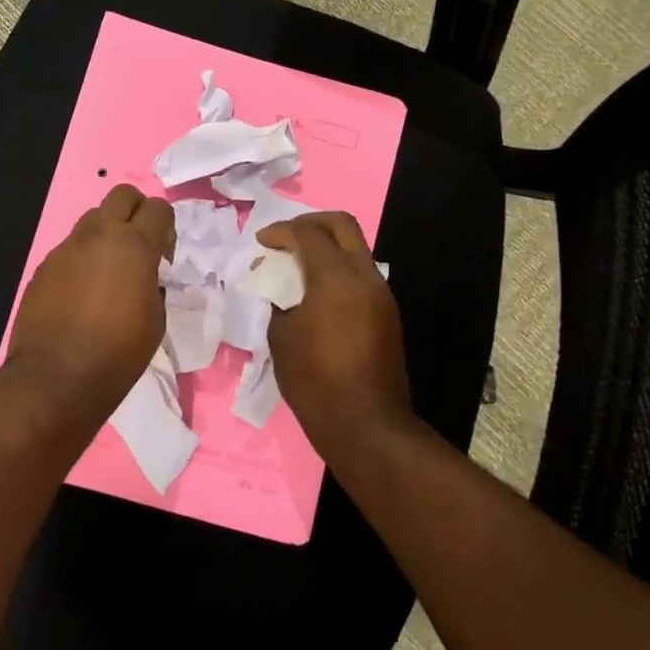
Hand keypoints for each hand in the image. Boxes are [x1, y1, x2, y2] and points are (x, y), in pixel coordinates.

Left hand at [6, 184, 174, 433]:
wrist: (56, 377)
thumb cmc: (118, 353)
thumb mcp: (156, 320)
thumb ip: (154, 284)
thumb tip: (146, 277)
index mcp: (134, 245)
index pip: (158, 208)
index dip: (166, 228)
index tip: (164, 257)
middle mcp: (99, 235)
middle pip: (122, 195)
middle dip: (136, 212)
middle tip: (139, 248)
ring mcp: (67, 248)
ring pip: (92, 219)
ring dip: (106, 234)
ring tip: (109, 272)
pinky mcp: (44, 266)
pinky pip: (70, 249)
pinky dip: (82, 259)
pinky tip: (82, 294)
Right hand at [258, 212, 410, 458]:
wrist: (366, 426)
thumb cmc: (314, 382)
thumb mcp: (281, 338)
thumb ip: (279, 301)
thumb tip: (280, 288)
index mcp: (336, 279)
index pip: (308, 233)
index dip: (280, 231)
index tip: (261, 243)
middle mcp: (365, 277)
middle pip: (342, 225)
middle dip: (310, 223)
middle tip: (285, 238)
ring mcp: (382, 295)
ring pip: (355, 249)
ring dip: (326, 247)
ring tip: (297, 267)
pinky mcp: (387, 314)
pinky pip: (360, 275)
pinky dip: (337, 270)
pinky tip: (316, 293)